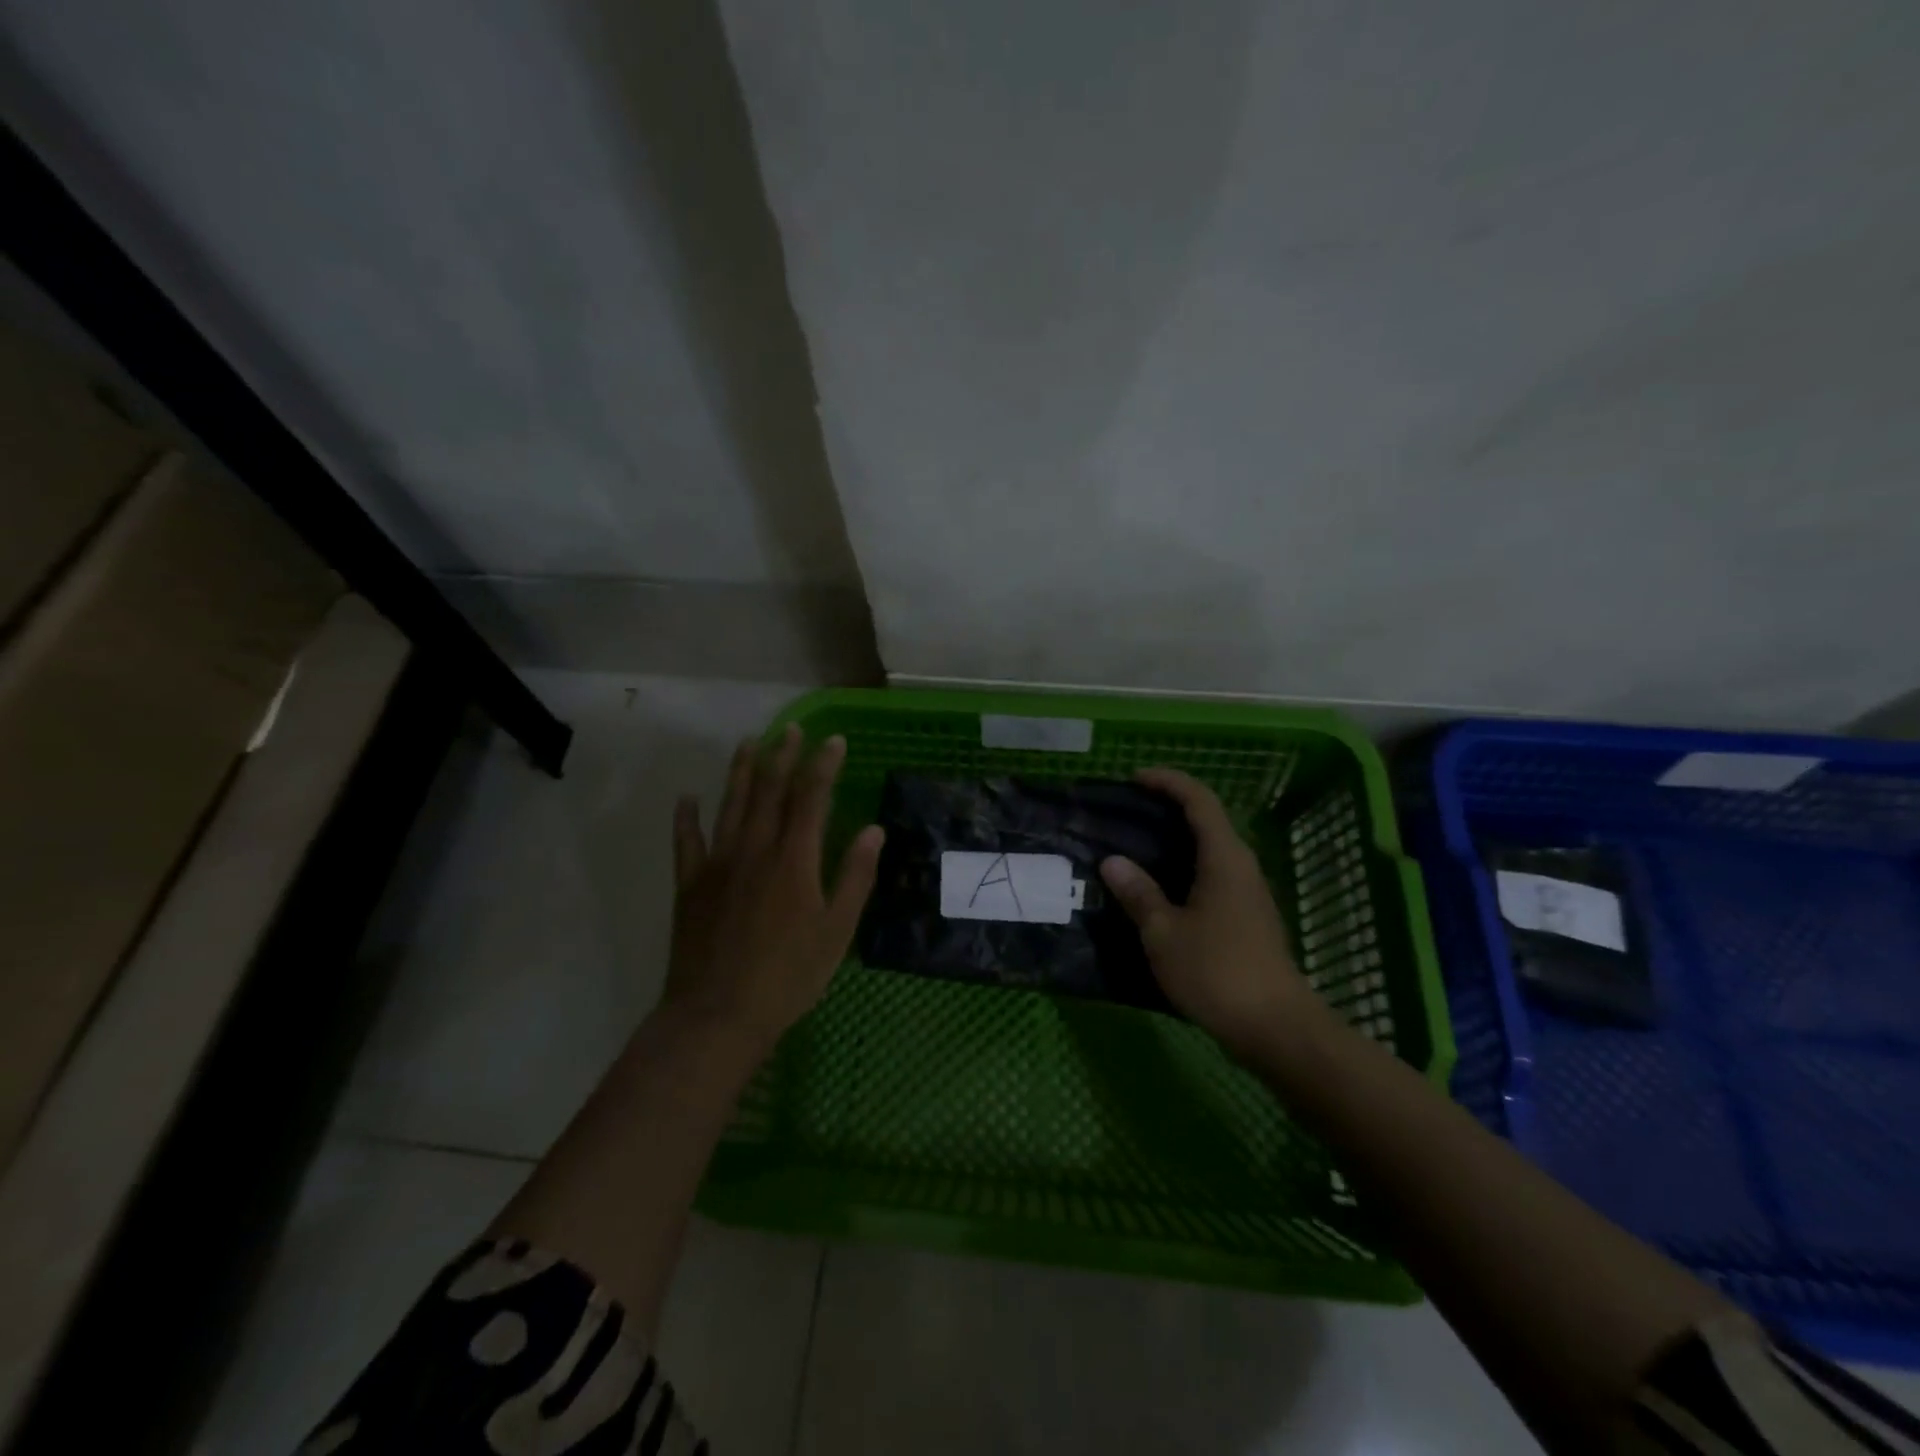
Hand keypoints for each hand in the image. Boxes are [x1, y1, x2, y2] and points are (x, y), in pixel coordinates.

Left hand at [663, 724, 883, 1059]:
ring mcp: (717, 864)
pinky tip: (686, 799)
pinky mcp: (690, 885)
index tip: (833, 740)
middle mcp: (754, 850)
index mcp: (793, 860)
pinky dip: (686, 818)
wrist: (717, 1014)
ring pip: (730, 805)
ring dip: (740, 772)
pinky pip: (686, 842)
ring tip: (749, 743)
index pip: (811, 798)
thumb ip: (855, 876)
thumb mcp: (836, 931)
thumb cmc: (788, 976)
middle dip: (782, 756)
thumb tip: (875, 831)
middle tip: (791, 729)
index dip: (823, 766)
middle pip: (769, 791)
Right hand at [1099, 767, 1319, 1060]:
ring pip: (1211, 849)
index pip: (1198, 800)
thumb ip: (1138, 894)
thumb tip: (1113, 862)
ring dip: (1176, 841)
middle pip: (1207, 820)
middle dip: (1169, 808)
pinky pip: (1213, 874)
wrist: (1275, 1027)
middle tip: (1128, 813)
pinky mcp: (1248, 917)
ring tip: (1136, 847)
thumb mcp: (1164, 933)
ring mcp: (1249, 892)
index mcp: (1224, 857)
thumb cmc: (1217, 971)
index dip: (1168, 781)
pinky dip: (1185, 868)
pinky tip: (1160, 889)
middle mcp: (1242, 866)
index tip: (1134, 778)